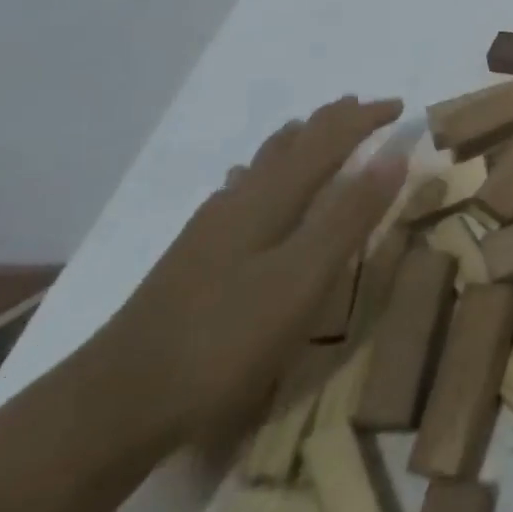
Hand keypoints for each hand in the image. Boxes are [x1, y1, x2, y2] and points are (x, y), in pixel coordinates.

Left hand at [91, 96, 406, 452]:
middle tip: (361, 106)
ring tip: (310, 128)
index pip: (328, 140)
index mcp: (271, 197)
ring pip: (261, 165)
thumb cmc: (224, 339)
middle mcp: (241, 199)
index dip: (364, 119)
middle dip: (331, 122)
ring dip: (295, 141)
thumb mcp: (303, 278)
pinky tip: (243, 186)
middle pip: (293, 144)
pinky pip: (237, 193)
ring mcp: (211, 229)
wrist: (113, 405)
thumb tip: (395, 154)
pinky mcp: (194, 258)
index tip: (399, 107)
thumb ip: (350, 216)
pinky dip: (259, 174)